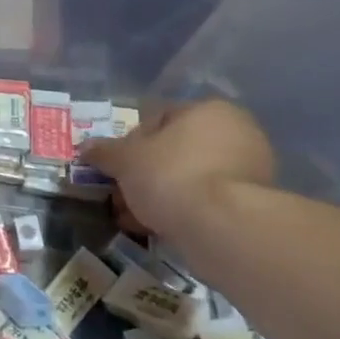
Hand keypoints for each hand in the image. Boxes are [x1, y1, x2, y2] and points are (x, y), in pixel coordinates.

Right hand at [79, 100, 274, 240]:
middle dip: (145, 173)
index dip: (130, 142)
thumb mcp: (124, 160)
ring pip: (190, 178)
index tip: (115, 167)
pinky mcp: (254, 204)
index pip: (158, 118)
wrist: (223, 228)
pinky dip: (183, 211)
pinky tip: (159, 228)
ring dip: (161, 195)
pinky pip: (207, 202)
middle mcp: (236, 133)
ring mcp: (250, 170)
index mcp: (207, 110)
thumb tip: (85, 147)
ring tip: (135, 217)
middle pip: (175, 151)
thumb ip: (104, 152)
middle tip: (121, 194)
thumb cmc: (170, 176)